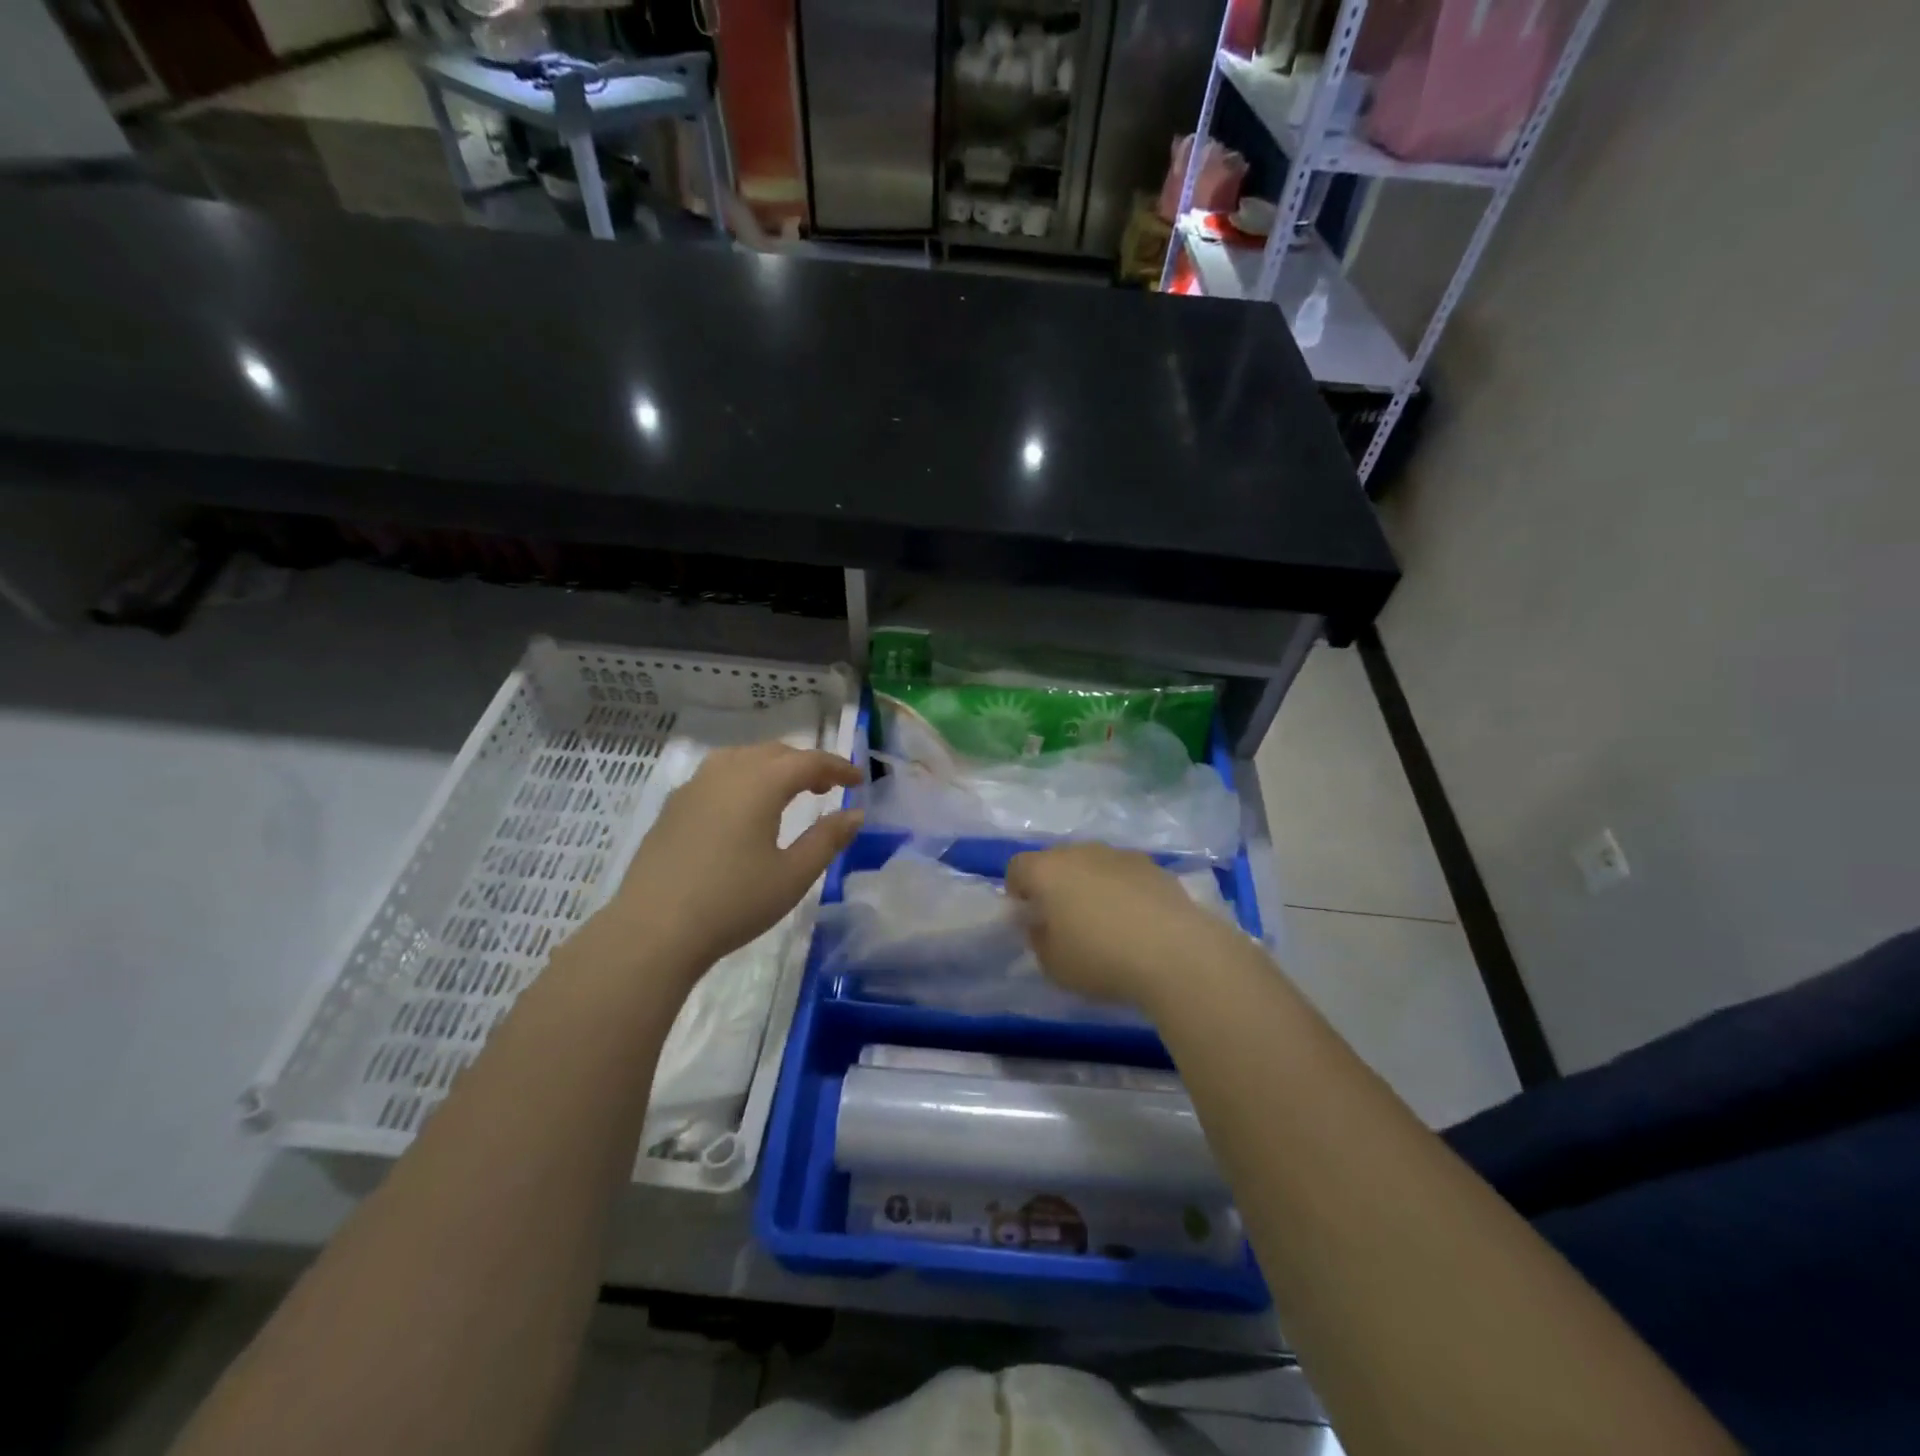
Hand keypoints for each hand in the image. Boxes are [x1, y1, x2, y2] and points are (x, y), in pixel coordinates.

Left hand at [604, 742, 861, 980]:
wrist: (653, 931)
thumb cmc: (733, 902)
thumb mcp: (793, 875)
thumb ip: (828, 839)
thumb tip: (855, 813)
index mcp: (760, 783)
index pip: (809, 761)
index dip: (838, 767)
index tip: (859, 779)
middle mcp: (726, 772)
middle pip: (775, 753)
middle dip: (806, 764)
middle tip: (828, 787)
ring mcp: (694, 787)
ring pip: (742, 758)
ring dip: (772, 767)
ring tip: (787, 793)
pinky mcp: (673, 807)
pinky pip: (717, 775)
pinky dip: (743, 778)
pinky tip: (744, 809)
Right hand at [1006, 844, 1236, 1010]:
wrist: (1176, 953)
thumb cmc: (1101, 959)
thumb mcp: (1053, 965)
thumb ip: (1038, 939)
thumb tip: (1041, 924)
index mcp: (1047, 870)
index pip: (1017, 867)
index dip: (1017, 891)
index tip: (1029, 918)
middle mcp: (1081, 851)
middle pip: (1057, 861)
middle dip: (1055, 885)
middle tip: (1064, 921)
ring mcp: (1121, 855)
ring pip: (1093, 864)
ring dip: (1091, 885)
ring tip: (1105, 922)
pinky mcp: (1155, 866)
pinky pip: (1125, 874)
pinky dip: (1123, 891)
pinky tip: (1137, 923)